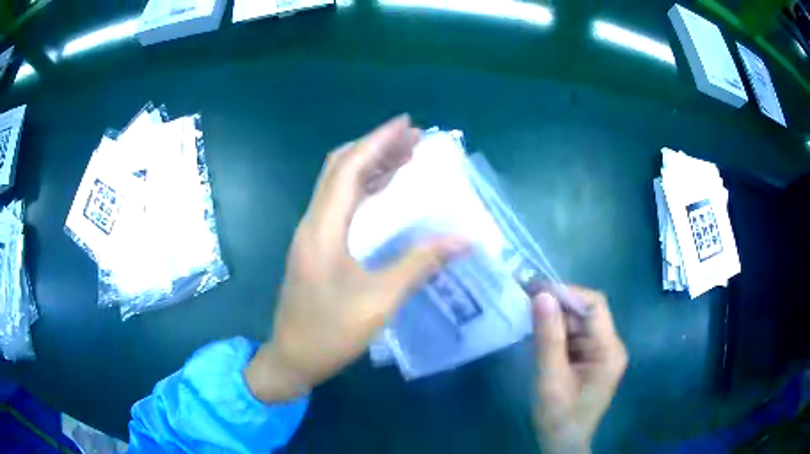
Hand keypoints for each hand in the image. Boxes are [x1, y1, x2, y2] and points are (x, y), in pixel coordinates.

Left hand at [245, 115, 466, 401]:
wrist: (292, 358)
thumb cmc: (330, 332)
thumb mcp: (380, 301)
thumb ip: (419, 264)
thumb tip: (463, 239)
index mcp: (323, 227)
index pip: (350, 167)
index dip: (378, 141)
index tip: (407, 123)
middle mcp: (313, 222)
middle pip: (341, 168)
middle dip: (376, 147)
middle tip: (413, 140)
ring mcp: (311, 234)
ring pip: (339, 185)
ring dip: (370, 166)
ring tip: (405, 157)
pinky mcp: (315, 247)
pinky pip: (340, 205)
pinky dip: (363, 190)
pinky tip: (385, 193)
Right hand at [531, 287, 627, 452]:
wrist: (562, 445)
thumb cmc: (559, 417)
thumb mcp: (550, 379)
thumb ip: (548, 338)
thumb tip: (541, 295)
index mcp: (609, 350)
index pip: (594, 305)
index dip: (566, 292)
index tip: (534, 289)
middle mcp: (609, 345)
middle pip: (586, 312)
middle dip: (557, 304)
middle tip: (524, 298)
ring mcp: (600, 352)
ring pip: (577, 322)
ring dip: (553, 318)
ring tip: (525, 313)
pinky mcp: (589, 359)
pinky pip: (573, 336)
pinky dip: (554, 332)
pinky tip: (536, 332)